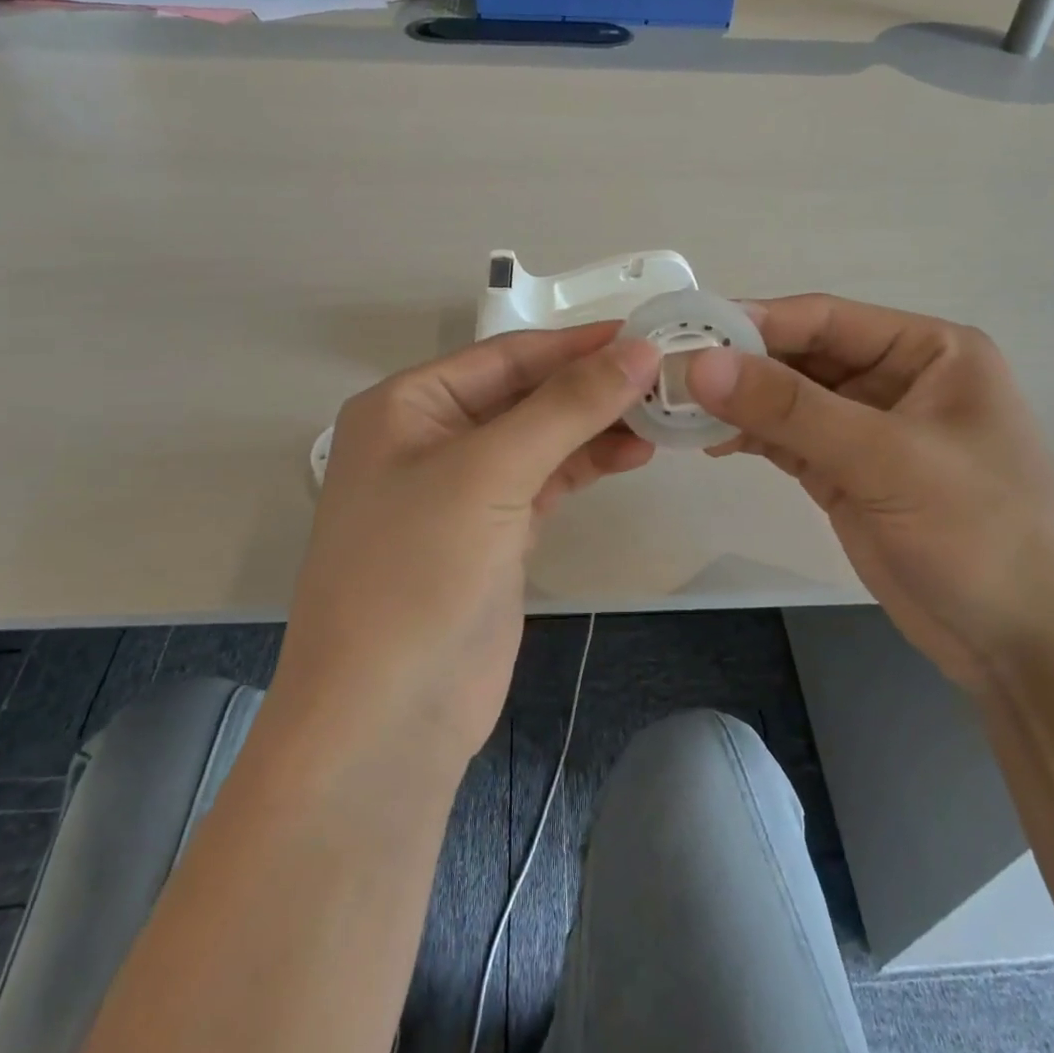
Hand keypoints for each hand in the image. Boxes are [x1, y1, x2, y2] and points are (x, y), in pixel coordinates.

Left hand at [276, 323, 660, 767]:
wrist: (386, 719)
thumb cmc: (418, 574)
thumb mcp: (490, 473)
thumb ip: (567, 407)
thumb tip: (639, 350)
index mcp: (407, 405)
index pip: (505, 355)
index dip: (576, 344)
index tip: (646, 333)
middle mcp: (431, 437)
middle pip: (525, 394)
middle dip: (591, 386)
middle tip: (666, 376)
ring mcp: (463, 490)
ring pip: (541, 438)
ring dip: (596, 426)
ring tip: (661, 415)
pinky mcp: (493, 534)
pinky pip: (547, 481)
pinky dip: (587, 465)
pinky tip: (632, 455)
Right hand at [687, 295, 1053, 689]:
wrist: (1025, 647)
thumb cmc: (980, 533)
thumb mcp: (886, 459)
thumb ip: (791, 410)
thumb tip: (701, 365)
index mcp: (928, 350)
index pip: (826, 318)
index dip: (756, 322)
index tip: (687, 333)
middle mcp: (897, 379)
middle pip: (802, 356)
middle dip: (741, 366)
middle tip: (670, 376)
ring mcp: (870, 429)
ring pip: (789, 400)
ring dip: (739, 404)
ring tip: (678, 411)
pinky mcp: (848, 474)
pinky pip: (789, 441)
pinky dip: (751, 438)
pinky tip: (710, 443)